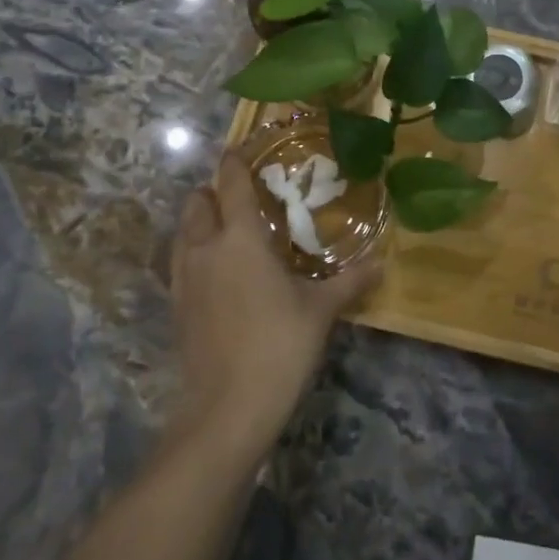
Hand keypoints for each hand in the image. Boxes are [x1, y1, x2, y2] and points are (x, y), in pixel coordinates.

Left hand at [169, 151, 381, 452]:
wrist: (227, 410)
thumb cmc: (279, 345)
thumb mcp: (321, 310)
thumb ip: (350, 281)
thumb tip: (382, 263)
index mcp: (240, 238)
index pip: (231, 184)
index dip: (234, 162)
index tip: (239, 150)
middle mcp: (205, 249)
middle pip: (196, 203)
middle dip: (212, 191)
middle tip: (240, 195)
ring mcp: (184, 279)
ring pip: (182, 232)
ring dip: (199, 221)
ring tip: (226, 228)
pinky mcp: (176, 307)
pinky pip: (180, 262)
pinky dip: (193, 252)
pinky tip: (216, 271)